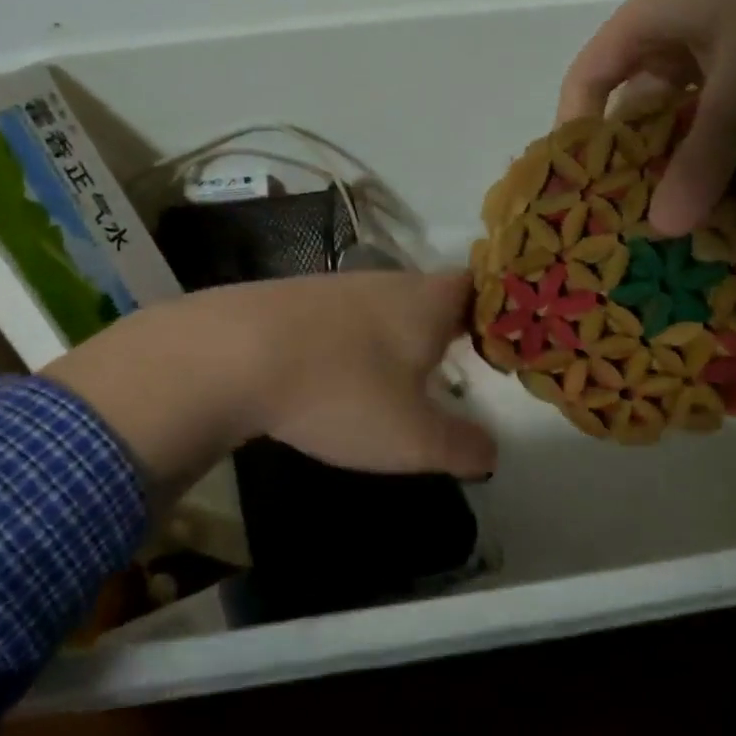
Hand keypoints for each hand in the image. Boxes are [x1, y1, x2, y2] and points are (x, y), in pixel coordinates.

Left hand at [44, 272, 493, 507]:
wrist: (230, 355)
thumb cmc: (341, 391)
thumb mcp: (411, 438)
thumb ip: (460, 447)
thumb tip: (490, 452)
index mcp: (427, 302)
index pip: (480, 286)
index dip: (498, 309)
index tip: (505, 339)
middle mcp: (387, 283)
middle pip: (432, 294)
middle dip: (448, 326)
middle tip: (460, 362)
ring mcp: (336, 287)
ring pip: (385, 305)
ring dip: (398, 335)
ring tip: (400, 375)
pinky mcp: (294, 301)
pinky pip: (342, 319)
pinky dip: (353, 343)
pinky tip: (339, 374)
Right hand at [557, 0, 735, 236]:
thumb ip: (699, 164)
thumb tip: (663, 230)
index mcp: (652, 20)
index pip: (588, 77)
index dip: (577, 130)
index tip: (581, 185)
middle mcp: (680, 30)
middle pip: (639, 103)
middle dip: (640, 158)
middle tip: (637, 215)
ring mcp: (727, 45)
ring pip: (691, 115)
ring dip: (692, 161)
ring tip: (686, 215)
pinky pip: (733, 114)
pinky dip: (734, 149)